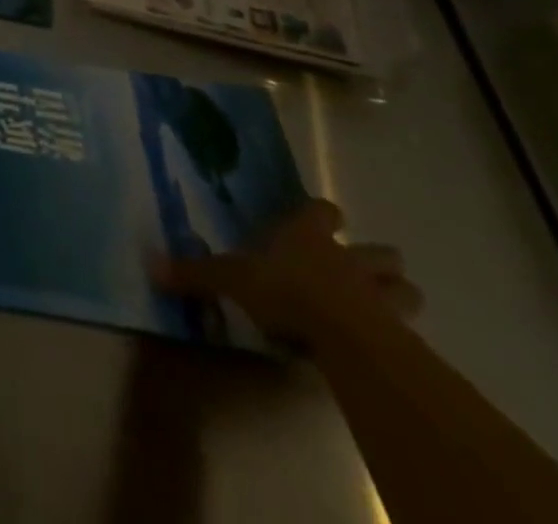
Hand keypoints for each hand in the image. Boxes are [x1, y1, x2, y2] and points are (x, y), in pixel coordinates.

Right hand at [152, 198, 422, 348]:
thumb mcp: (230, 279)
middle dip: (376, 259)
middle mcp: (347, 258)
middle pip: (380, 252)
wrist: (343, 336)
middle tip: (360, 268)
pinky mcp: (400, 336)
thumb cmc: (285, 291)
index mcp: (307, 236)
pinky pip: (408, 332)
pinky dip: (400, 335)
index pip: (323, 211)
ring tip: (382, 307)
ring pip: (405, 289)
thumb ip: (195, 273)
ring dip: (397, 295)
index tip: (320, 219)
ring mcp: (380, 297)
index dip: (322, 214)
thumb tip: (149, 264)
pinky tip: (386, 346)